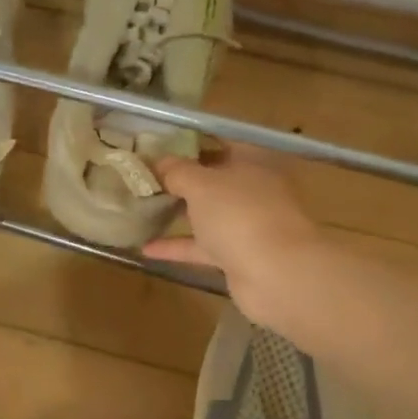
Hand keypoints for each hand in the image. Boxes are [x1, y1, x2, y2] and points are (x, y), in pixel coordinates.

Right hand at [144, 144, 324, 325]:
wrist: (276, 274)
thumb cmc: (240, 215)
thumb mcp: (201, 184)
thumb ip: (177, 171)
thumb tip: (158, 162)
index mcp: (252, 163)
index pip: (220, 143)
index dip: (189, 143)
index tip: (158, 146)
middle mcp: (253, 191)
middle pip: (213, 180)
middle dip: (180, 180)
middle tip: (144, 178)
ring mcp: (247, 225)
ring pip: (207, 214)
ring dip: (178, 213)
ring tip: (141, 209)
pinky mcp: (238, 257)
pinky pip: (202, 247)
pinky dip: (177, 247)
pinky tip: (146, 248)